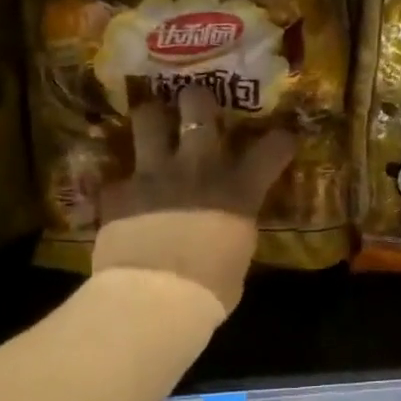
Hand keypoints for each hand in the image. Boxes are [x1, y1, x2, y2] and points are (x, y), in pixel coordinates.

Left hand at [92, 85, 296, 313]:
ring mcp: (154, 173)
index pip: (272, 147)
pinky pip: (118, 174)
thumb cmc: (209, 291)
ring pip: (149, 118)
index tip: (282, 138)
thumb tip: (228, 225)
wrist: (154, 300)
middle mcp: (198, 168)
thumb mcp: (237, 256)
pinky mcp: (118, 190)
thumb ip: (234, 227)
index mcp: (238, 189)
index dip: (280, 139)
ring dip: (153, 118)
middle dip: (198, 100)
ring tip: (153, 124)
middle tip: (195, 105)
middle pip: (198, 106)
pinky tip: (122, 192)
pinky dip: (122, 182)